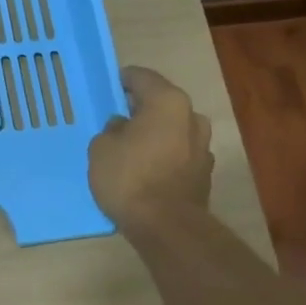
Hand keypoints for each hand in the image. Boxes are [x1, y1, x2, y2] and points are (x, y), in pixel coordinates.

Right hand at [88, 66, 212, 230]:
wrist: (166, 227)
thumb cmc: (130, 177)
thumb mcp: (101, 148)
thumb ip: (111, 129)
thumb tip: (123, 127)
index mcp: (168, 101)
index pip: (142, 77)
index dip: (123, 80)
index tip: (109, 88)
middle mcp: (192, 117)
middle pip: (162, 104)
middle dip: (141, 109)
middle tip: (117, 120)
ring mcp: (203, 146)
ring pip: (173, 130)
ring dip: (155, 134)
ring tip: (132, 148)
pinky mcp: (204, 173)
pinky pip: (178, 154)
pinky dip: (164, 155)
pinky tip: (147, 170)